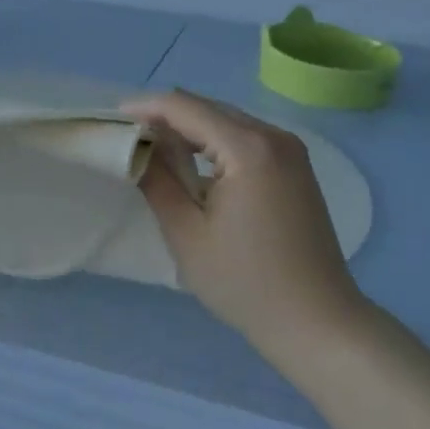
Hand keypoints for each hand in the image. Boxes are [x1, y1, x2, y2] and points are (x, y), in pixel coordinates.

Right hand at [122, 90, 360, 343]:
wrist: (316, 321)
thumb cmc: (245, 282)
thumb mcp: (187, 233)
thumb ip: (158, 181)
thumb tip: (139, 146)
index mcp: (249, 148)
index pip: (186, 108)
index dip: (146, 108)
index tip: (113, 118)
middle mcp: (275, 137)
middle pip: (209, 109)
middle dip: (166, 117)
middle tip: (128, 136)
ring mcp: (291, 151)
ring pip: (228, 122)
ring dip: (191, 130)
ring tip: (154, 149)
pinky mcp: (296, 168)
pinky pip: (247, 139)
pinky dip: (215, 143)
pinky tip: (194, 164)